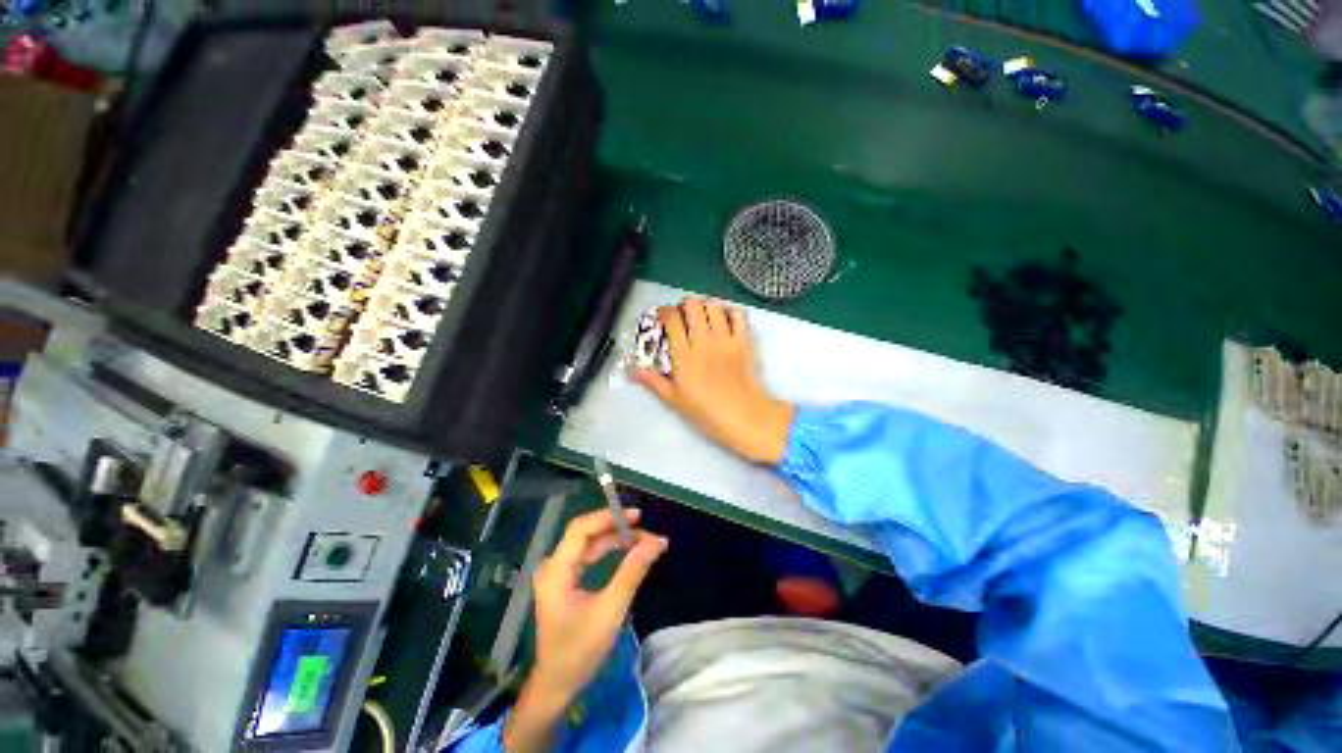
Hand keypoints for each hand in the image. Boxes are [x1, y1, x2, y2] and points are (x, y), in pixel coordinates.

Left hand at [504, 508, 667, 752]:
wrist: (557, 685)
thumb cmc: (580, 651)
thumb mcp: (610, 611)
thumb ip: (631, 572)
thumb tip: (656, 542)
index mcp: (556, 571)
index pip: (581, 529)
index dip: (608, 517)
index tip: (637, 516)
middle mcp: (553, 566)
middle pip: (586, 533)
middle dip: (617, 528)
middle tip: (646, 531)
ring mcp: (558, 573)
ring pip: (589, 543)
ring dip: (615, 539)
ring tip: (643, 541)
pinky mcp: (565, 580)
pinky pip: (588, 555)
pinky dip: (609, 551)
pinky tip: (627, 551)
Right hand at [634, 299, 795, 464]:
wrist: (744, 417)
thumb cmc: (706, 412)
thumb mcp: (674, 400)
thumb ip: (653, 381)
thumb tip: (631, 370)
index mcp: (684, 355)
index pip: (672, 319)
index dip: (665, 311)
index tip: (663, 315)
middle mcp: (704, 341)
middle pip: (693, 306)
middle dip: (685, 305)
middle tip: (683, 314)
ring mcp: (726, 339)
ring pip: (714, 306)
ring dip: (706, 305)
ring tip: (703, 314)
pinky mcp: (745, 342)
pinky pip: (738, 315)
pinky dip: (730, 311)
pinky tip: (725, 318)